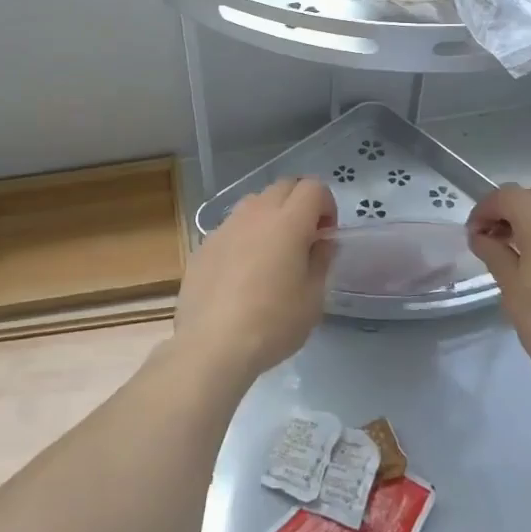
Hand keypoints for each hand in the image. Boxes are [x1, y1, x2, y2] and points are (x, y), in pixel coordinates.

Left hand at [174, 178, 335, 379]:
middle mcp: (254, 214)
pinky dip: (244, 237)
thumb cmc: (272, 323)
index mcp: (288, 222)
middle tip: (303, 239)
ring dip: (270, 216)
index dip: (326, 205)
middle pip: (283, 186)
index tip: (325, 235)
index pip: (313, 187)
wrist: (212, 345)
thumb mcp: (312, 299)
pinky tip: (241, 273)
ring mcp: (224, 227)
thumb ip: (321, 261)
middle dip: (299, 203)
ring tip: (271, 254)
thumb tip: (321, 241)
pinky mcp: (203, 245)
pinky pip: (231, 227)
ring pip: (254, 203)